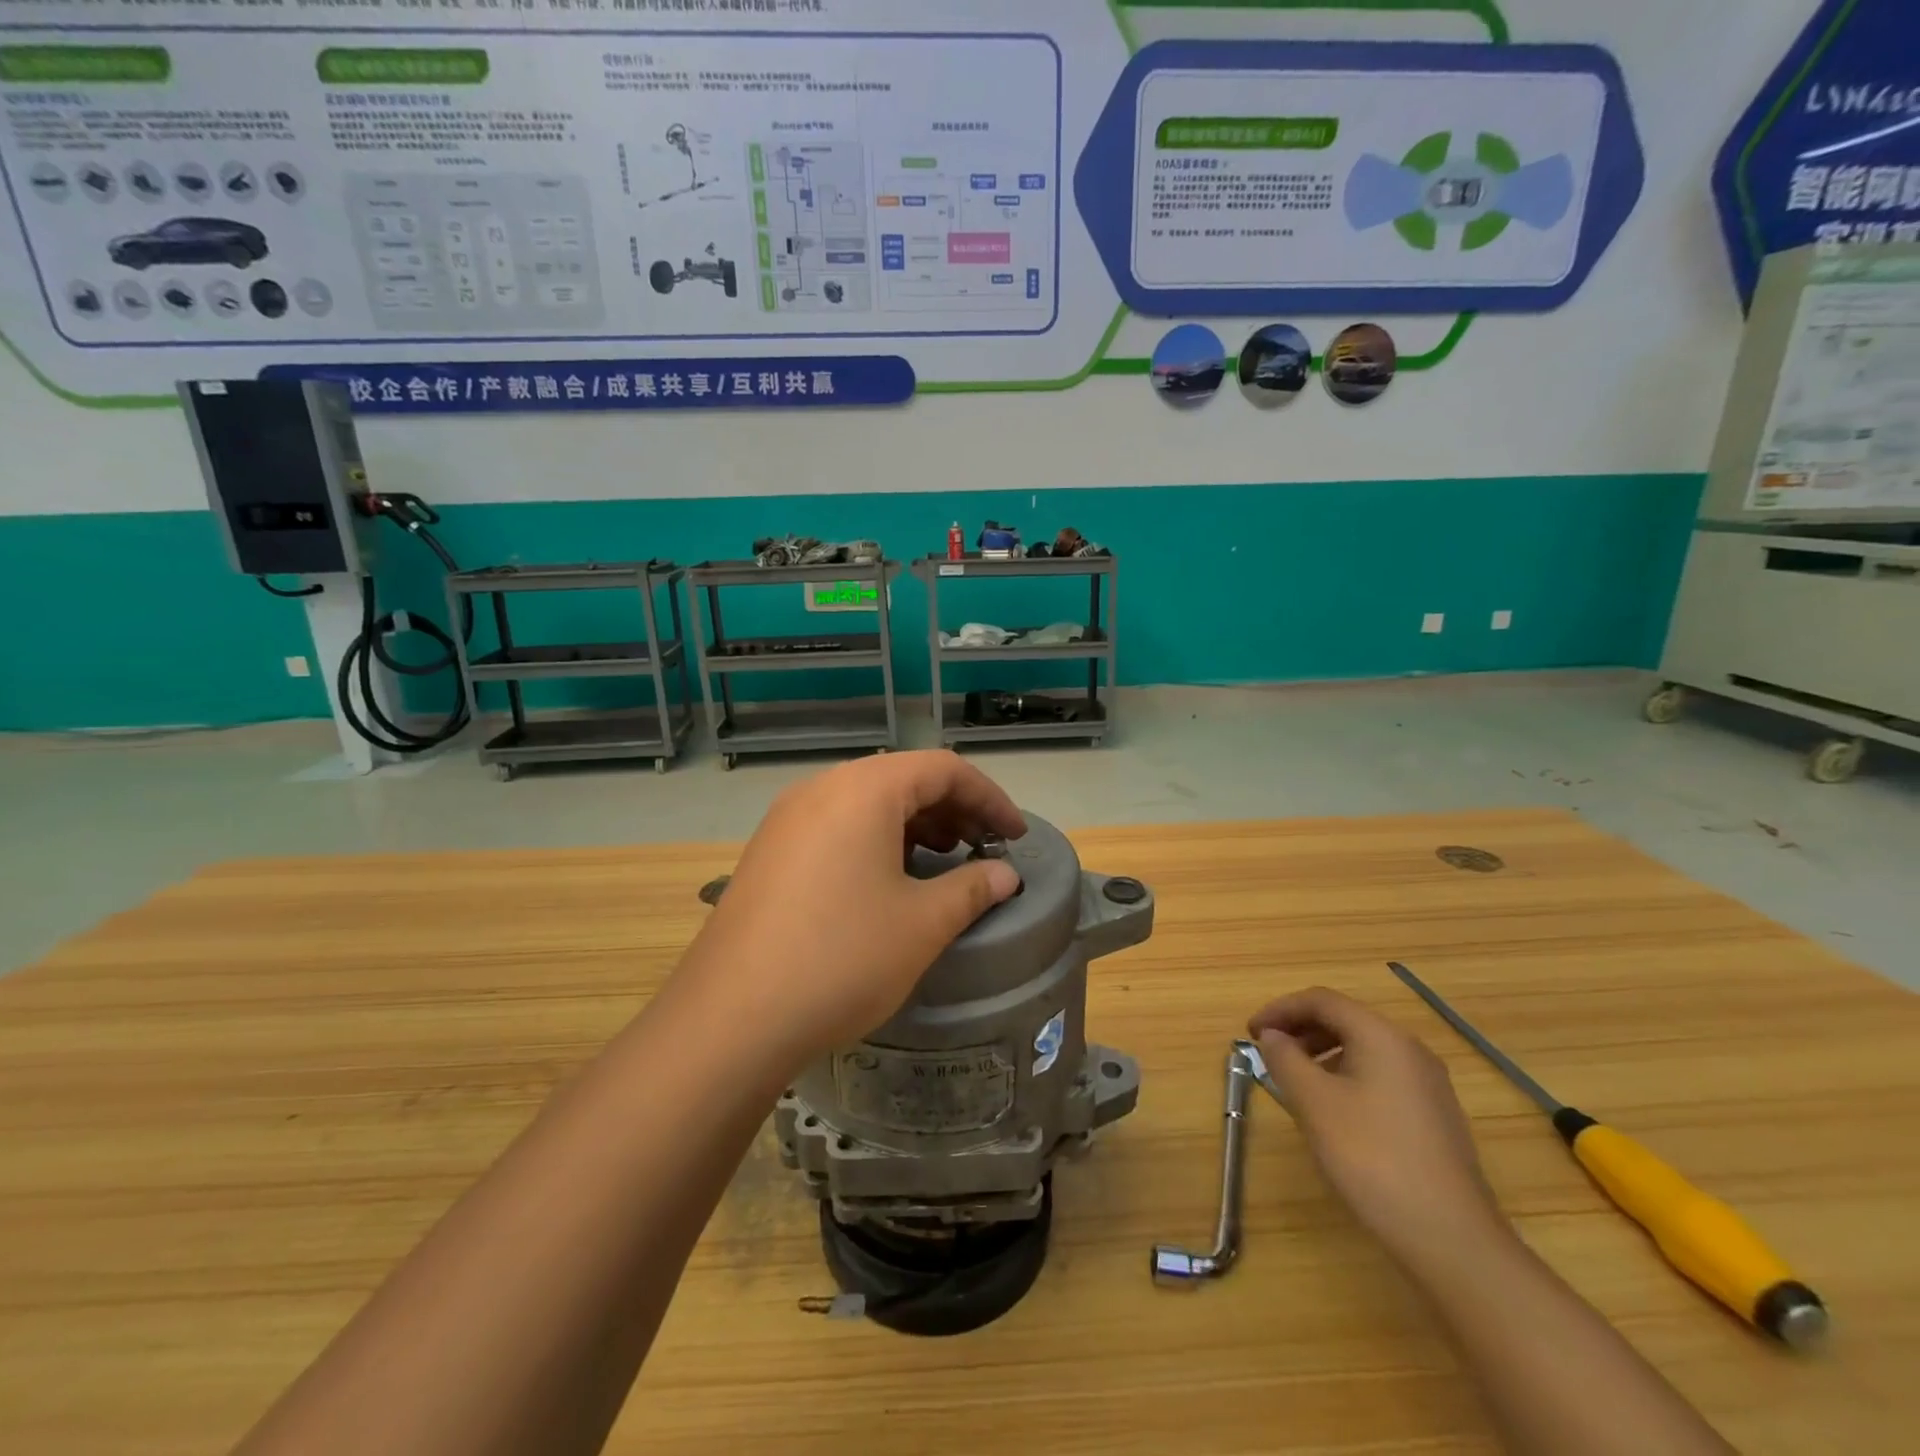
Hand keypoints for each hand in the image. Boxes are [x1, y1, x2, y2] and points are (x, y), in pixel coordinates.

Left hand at [683, 751, 1025, 1068]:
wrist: (731, 1018)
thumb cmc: (841, 958)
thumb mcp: (922, 924)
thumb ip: (972, 888)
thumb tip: (1004, 875)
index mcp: (863, 790)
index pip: (943, 769)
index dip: (989, 798)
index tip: (1015, 836)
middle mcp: (821, 789)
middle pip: (903, 779)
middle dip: (953, 809)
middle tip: (984, 849)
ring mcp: (787, 819)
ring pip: (867, 803)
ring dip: (915, 825)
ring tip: (943, 861)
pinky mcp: (769, 852)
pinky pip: (836, 827)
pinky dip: (876, 840)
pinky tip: (889, 880)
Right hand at [1249, 987, 1503, 1264]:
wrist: (1450, 1238)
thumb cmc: (1372, 1157)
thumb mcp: (1314, 1103)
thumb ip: (1285, 1059)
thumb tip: (1272, 1036)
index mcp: (1382, 1036)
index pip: (1322, 1001)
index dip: (1280, 1009)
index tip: (1250, 1032)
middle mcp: (1409, 1049)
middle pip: (1345, 1020)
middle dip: (1300, 1030)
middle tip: (1268, 1053)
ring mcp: (1428, 1084)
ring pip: (1363, 1049)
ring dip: (1321, 1053)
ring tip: (1293, 1082)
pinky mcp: (1433, 1116)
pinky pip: (1379, 1076)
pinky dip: (1345, 1076)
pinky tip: (1331, 1111)